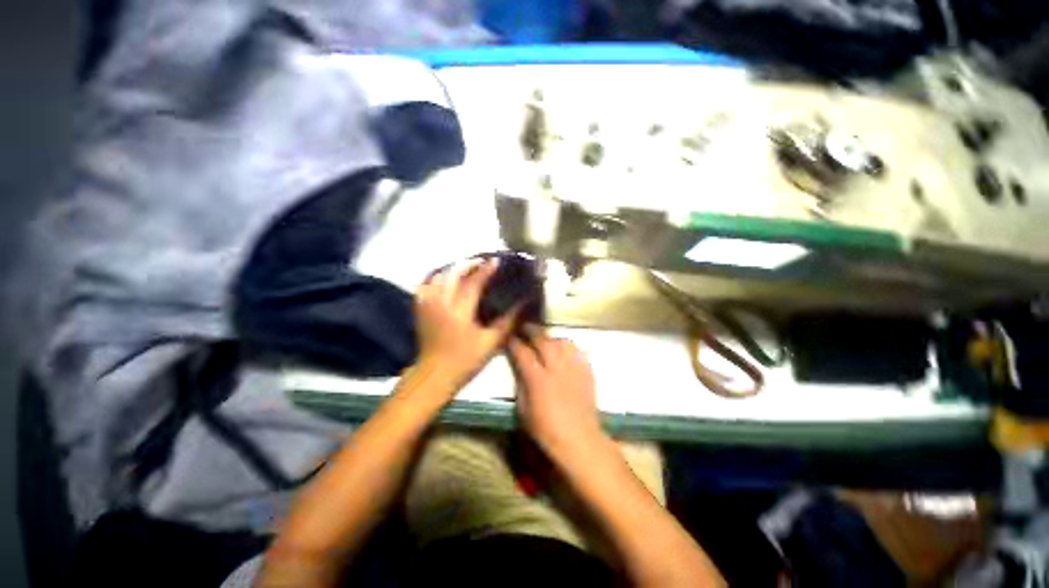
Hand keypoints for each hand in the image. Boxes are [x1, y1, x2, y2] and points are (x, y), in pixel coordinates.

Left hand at [414, 258, 517, 390]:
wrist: (434, 375)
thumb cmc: (465, 361)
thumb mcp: (491, 343)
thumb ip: (508, 322)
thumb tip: (523, 304)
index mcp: (459, 312)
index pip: (473, 283)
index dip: (485, 270)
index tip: (497, 260)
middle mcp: (441, 303)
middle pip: (453, 274)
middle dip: (469, 264)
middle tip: (483, 261)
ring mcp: (427, 305)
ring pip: (438, 276)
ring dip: (454, 269)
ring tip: (467, 268)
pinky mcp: (420, 309)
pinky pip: (426, 285)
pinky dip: (437, 277)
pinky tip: (446, 278)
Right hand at [508, 328, 605, 461]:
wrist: (579, 439)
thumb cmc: (546, 429)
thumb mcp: (523, 410)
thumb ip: (521, 384)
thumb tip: (520, 367)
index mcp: (537, 378)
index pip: (522, 352)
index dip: (514, 343)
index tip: (510, 338)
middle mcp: (556, 367)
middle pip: (543, 340)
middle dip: (532, 331)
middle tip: (526, 327)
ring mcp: (573, 367)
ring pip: (562, 341)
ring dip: (551, 337)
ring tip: (546, 337)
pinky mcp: (586, 371)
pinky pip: (577, 350)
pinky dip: (569, 346)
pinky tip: (565, 349)